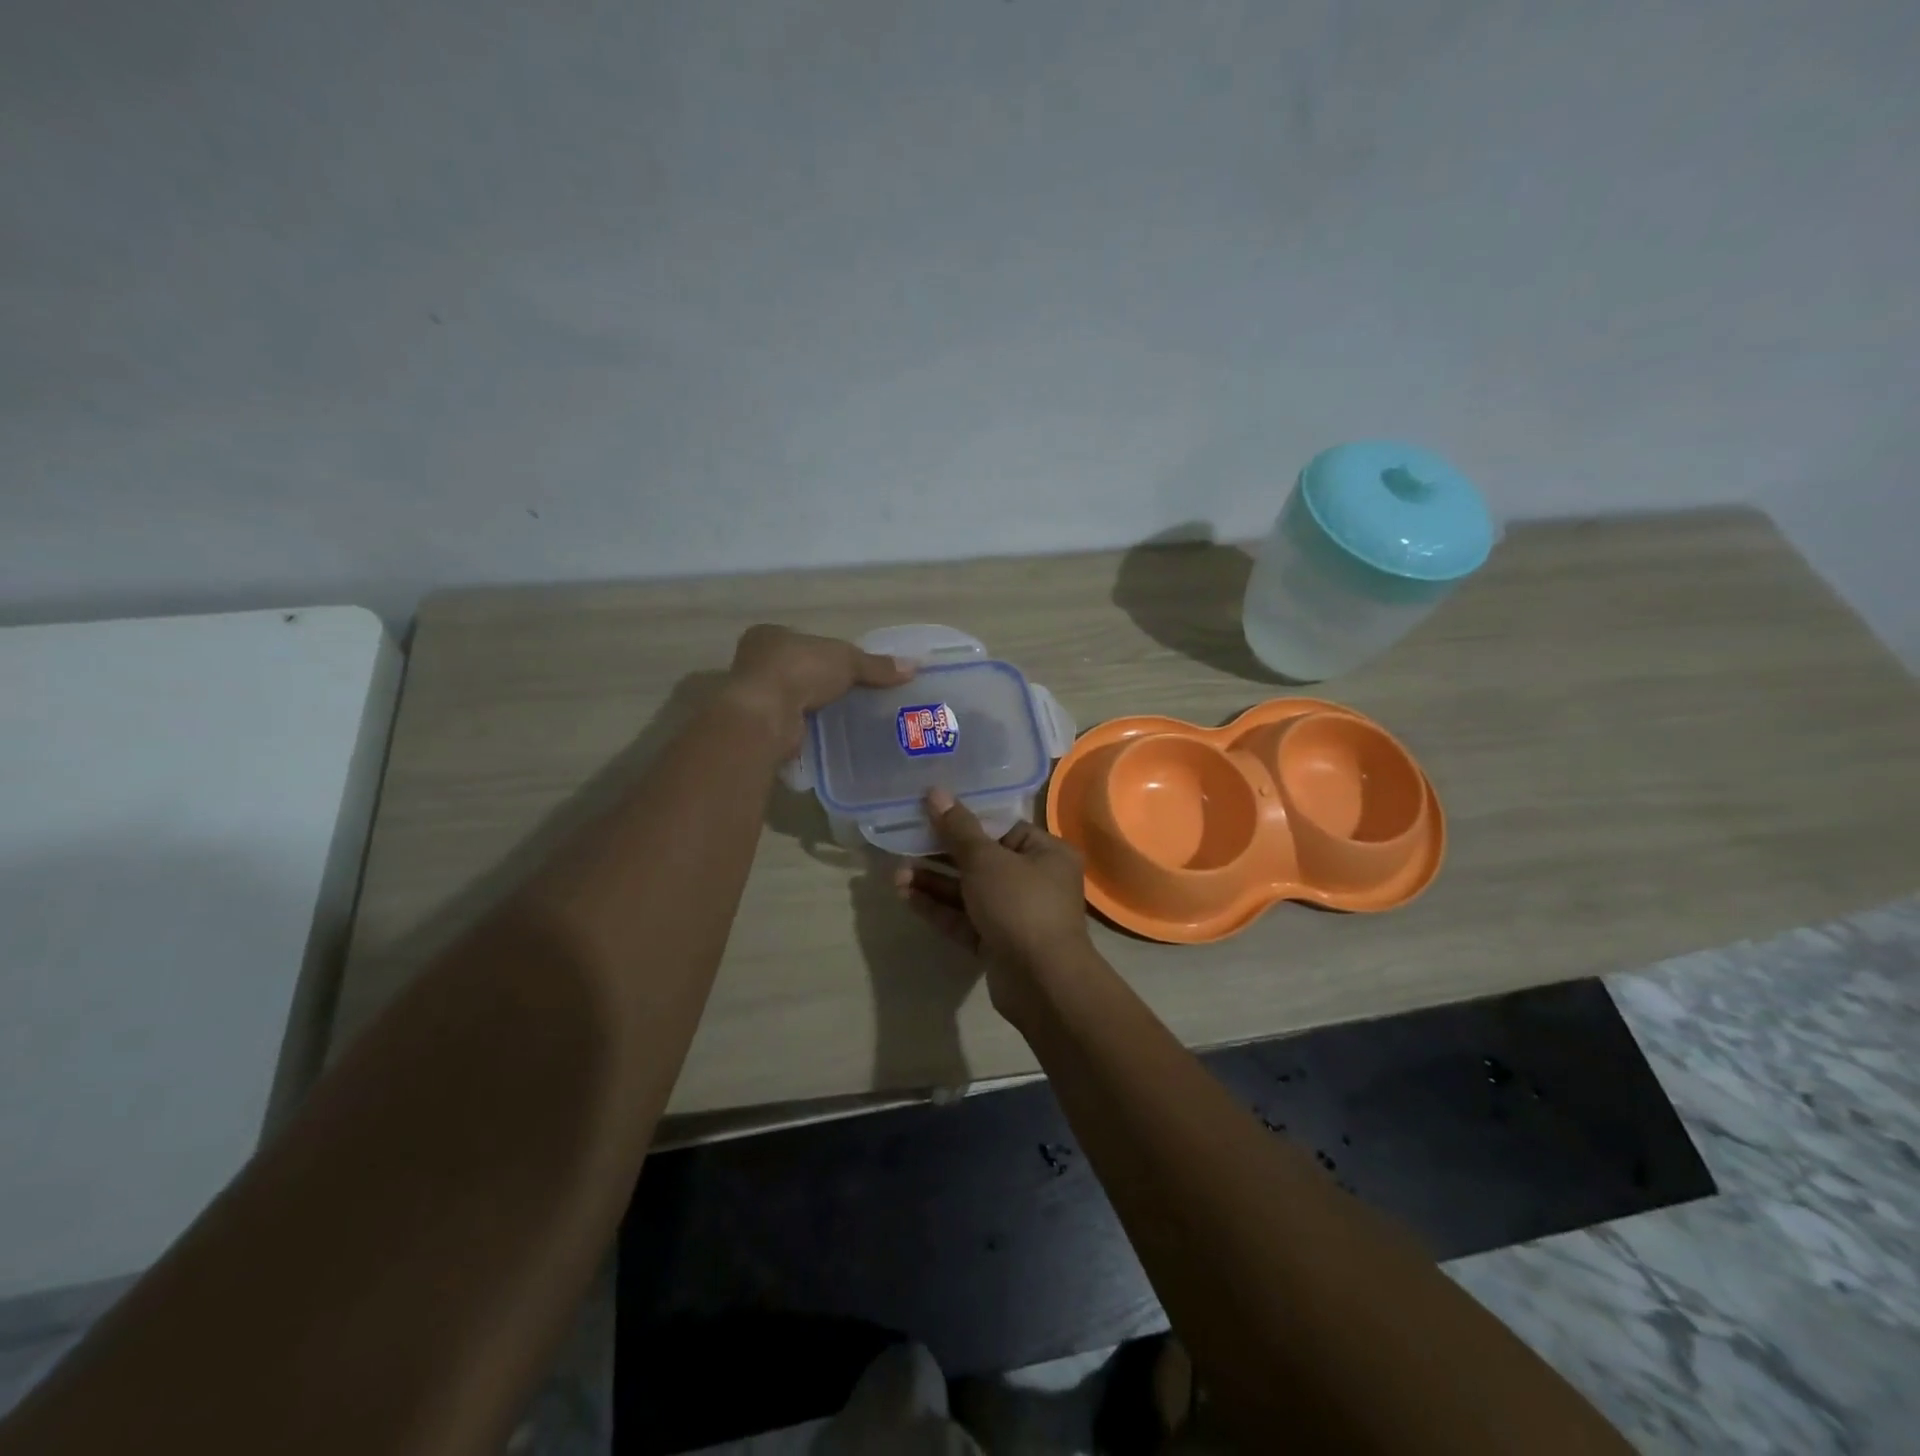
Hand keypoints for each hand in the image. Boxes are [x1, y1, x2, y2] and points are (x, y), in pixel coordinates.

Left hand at [724, 625, 914, 754]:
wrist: (765, 716)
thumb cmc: (799, 671)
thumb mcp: (847, 660)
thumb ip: (877, 665)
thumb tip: (914, 667)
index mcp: (770, 635)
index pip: (804, 640)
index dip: (827, 652)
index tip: (849, 666)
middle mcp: (756, 662)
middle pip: (799, 669)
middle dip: (822, 681)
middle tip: (853, 693)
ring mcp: (755, 696)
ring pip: (794, 697)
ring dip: (815, 706)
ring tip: (848, 716)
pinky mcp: (760, 725)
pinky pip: (792, 722)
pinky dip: (809, 727)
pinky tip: (831, 732)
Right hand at [894, 788, 1094, 1028]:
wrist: (1041, 982)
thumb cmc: (1020, 904)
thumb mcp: (986, 860)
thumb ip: (958, 828)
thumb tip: (936, 792)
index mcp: (1046, 852)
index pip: (1002, 828)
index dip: (965, 820)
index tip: (930, 812)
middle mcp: (1035, 880)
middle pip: (981, 860)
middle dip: (941, 854)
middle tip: (905, 842)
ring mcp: (1015, 914)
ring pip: (969, 891)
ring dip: (934, 882)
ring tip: (896, 873)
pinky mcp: (997, 943)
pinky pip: (964, 919)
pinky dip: (938, 907)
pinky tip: (905, 896)